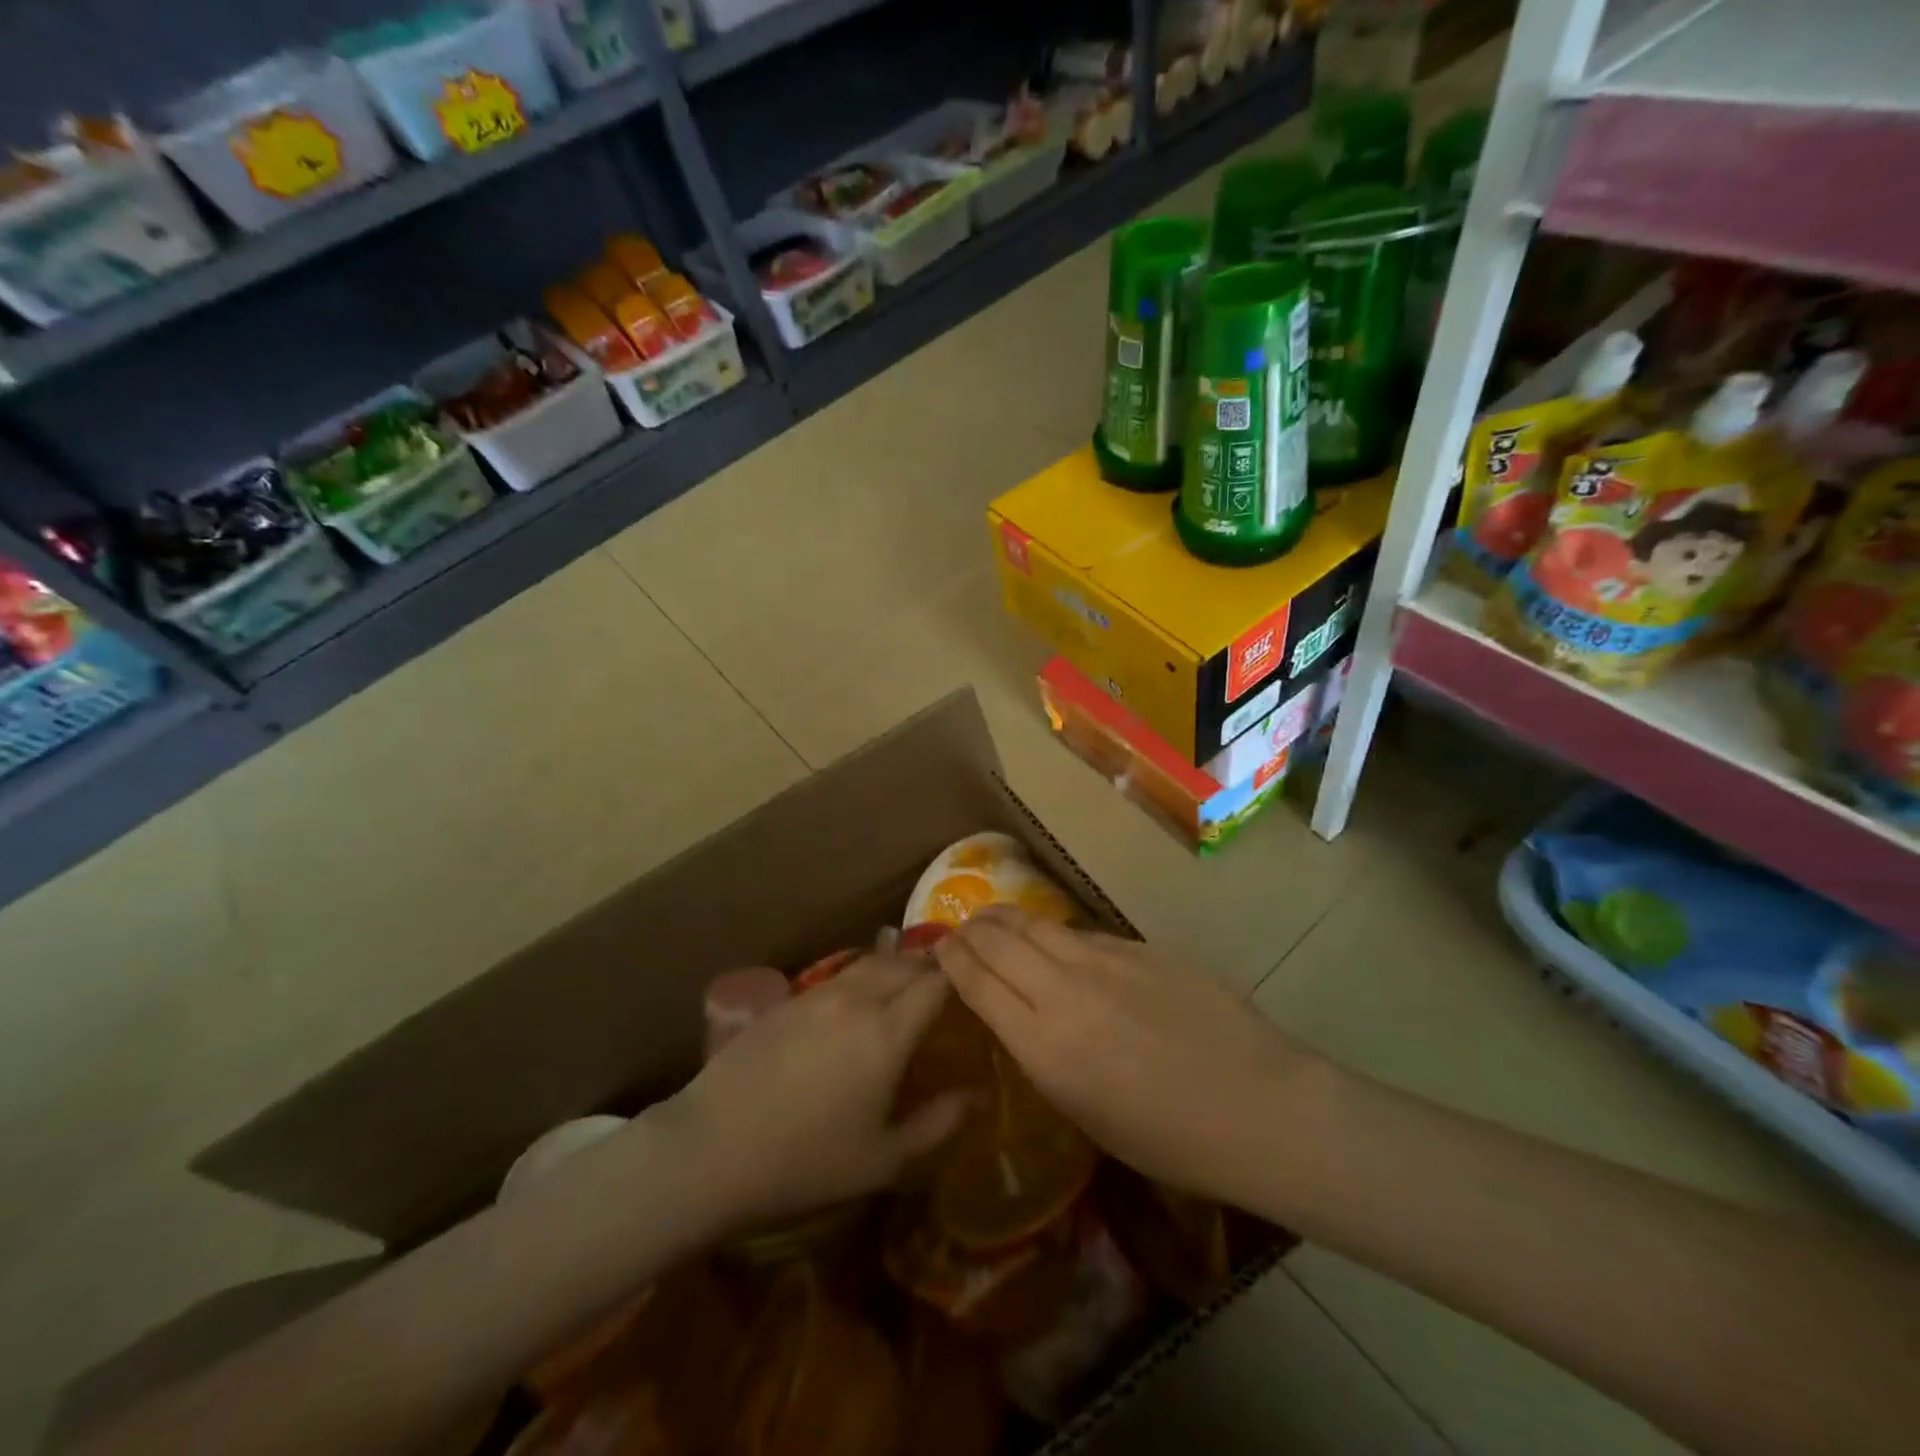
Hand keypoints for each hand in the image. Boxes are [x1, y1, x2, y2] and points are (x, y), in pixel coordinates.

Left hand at [656, 956, 967, 1232]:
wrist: (712, 1148)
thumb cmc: (806, 1162)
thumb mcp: (884, 1159)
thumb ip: (939, 1123)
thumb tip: (980, 1094)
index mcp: (888, 1032)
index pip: (936, 982)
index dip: (960, 975)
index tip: (977, 981)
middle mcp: (858, 999)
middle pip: (905, 963)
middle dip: (932, 965)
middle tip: (949, 979)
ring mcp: (819, 994)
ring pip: (871, 962)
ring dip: (897, 963)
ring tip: (910, 977)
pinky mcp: (789, 1000)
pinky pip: (840, 974)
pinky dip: (864, 974)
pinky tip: (861, 994)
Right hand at [933, 907, 1320, 1206]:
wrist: (1258, 1105)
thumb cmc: (1171, 1140)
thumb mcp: (1087, 1114)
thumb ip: (1045, 1055)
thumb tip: (1023, 1016)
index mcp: (1045, 1046)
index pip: (977, 983)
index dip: (951, 961)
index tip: (938, 952)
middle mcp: (1064, 991)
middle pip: (998, 940)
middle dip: (970, 931)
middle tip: (960, 931)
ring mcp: (1105, 961)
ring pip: (1037, 924)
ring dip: (1006, 919)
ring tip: (994, 920)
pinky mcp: (1139, 947)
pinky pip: (1082, 934)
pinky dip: (1056, 935)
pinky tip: (1059, 943)